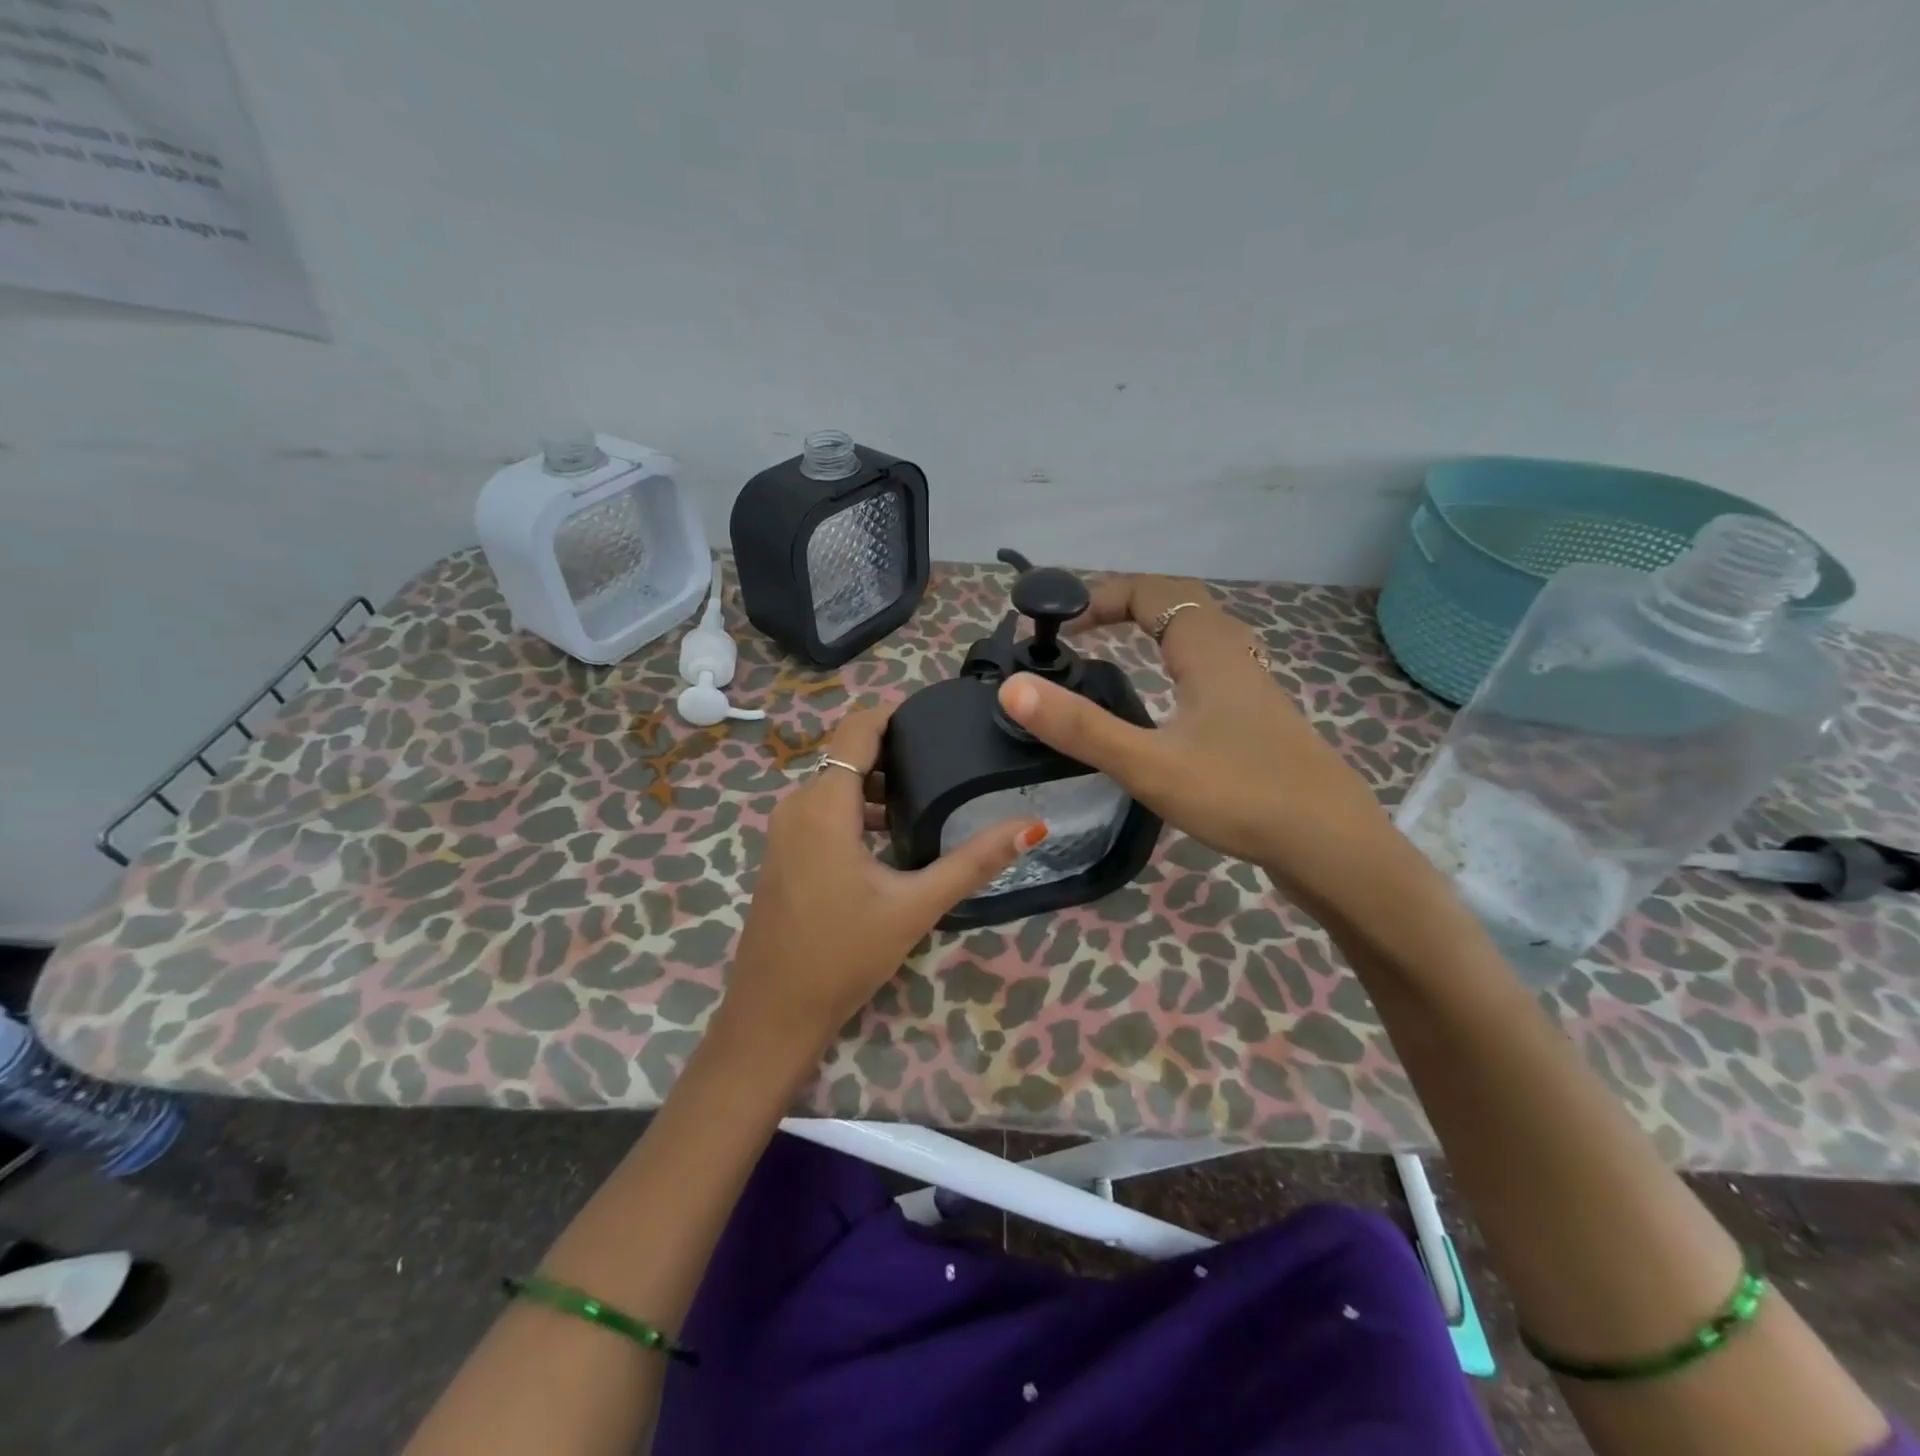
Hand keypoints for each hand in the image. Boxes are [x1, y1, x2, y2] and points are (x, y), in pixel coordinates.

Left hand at [720, 704, 1046, 1057]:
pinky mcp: (784, 852)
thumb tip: (1031, 825)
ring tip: (931, 797)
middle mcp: (797, 805)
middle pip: (849, 754)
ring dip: (879, 784)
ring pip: (836, 783)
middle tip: (949, 759)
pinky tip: (894, 835)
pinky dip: (858, 808)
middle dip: (896, 751)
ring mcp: (784, 830)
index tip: (940, 717)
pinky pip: (824, 809)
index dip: (896, 714)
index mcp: (824, 804)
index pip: (858, 729)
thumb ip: (973, 861)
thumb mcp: (915, 906)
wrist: (773, 1013)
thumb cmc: (843, 955)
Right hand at [996, 575, 1412, 910]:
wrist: (1332, 845)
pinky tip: (1168, 697)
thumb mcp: (1149, 764)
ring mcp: (1251, 685)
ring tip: (1114, 651)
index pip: (1149, 591)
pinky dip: (1176, 658)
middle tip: (1082, 630)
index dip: (1098, 597)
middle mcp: (1233, 654)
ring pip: (1199, 633)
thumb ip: (1081, 728)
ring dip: (1154, 627)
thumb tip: (1013, 688)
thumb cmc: (1240, 795)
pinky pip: (1210, 664)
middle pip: (1178, 602)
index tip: (1058, 625)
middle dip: (1125, 603)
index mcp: (1207, 649)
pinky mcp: (1259, 716)